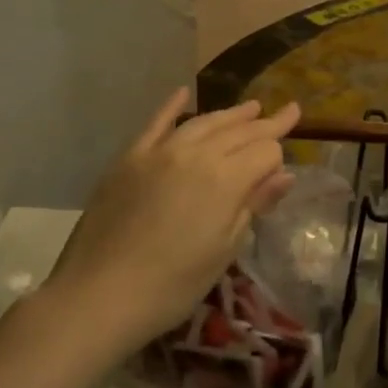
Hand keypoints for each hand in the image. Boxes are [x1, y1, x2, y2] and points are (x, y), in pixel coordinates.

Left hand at [45, 89, 299, 356]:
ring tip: (251, 107)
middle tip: (286, 113)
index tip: (289, 155)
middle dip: (265, 124)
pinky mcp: (131, 158)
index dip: (279, 156)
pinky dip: (172, 106)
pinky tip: (183, 92)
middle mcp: (196, 153)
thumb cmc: (172, 285)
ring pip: (204, 123)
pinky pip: (156, 124)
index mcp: (226, 179)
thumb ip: (253, 206)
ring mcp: (160, 151)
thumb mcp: (224, 250)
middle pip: (239, 131)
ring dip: (231, 114)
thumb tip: (284, 176)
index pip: (265, 152)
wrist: (98, 295)